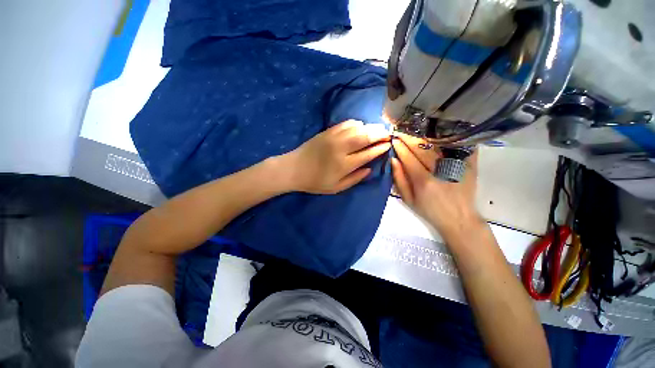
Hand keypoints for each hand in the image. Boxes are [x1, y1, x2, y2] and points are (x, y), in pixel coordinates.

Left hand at [283, 120, 390, 193]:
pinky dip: (356, 123)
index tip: (388, 145)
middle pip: (365, 136)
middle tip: (388, 133)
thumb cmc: (315, 182)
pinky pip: (346, 123)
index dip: (380, 148)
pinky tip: (360, 127)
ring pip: (357, 127)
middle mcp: (341, 148)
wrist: (294, 169)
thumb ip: (354, 179)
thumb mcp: (336, 188)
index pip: (368, 153)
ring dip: (369, 127)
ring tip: (376, 130)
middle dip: (380, 133)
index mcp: (344, 164)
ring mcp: (333, 137)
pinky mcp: (327, 131)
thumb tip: (369, 169)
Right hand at [391, 133, 483, 239]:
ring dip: (424, 136)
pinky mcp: (469, 165)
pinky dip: (449, 137)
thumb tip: (393, 160)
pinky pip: (459, 146)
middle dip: (409, 138)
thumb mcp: (408, 200)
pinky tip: (440, 131)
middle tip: (401, 131)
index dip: (400, 147)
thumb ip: (399, 180)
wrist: (459, 219)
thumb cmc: (429, 211)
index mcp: (423, 181)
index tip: (394, 139)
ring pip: (438, 145)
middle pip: (422, 148)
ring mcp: (456, 166)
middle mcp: (439, 171)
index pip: (408, 158)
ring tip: (415, 130)